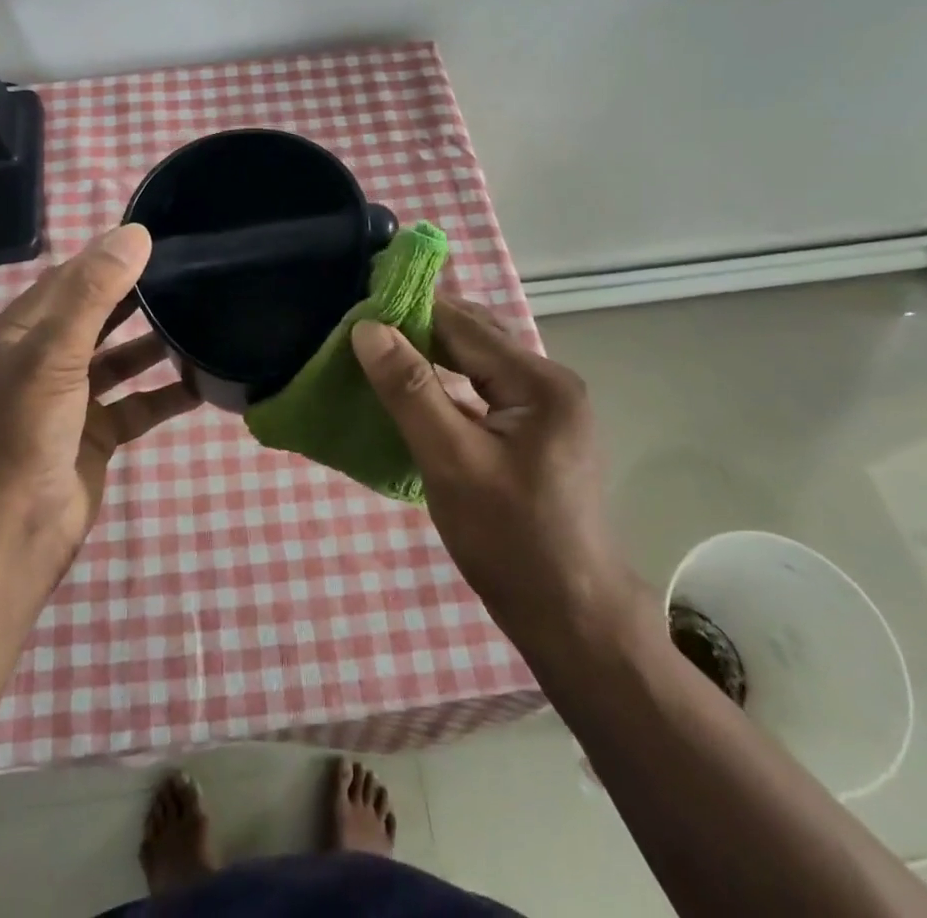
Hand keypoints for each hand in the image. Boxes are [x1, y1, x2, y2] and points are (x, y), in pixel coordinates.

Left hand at [0, 223, 200, 576]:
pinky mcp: (93, 436)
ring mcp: (66, 403)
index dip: (106, 258)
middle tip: (188, 273)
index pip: (64, 282)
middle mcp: (37, 364)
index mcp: (14, 337)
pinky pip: (135, 404)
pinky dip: (164, 393)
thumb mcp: (53, 356)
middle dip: (134, 296)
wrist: (9, 541)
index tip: (157, 239)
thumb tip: (134, 234)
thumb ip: (93, 294)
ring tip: (199, 318)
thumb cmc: (22, 436)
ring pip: (117, 360)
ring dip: (152, 344)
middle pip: (92, 317)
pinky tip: (202, 382)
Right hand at [351, 297, 642, 649]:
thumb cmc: (509, 539)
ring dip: (431, 356)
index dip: (409, 312)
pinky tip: (414, 391)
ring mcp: (545, 408)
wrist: (569, 618)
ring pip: (477, 363)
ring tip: (378, 353)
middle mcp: (549, 382)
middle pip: (474, 338)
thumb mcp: (450, 461)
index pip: (463, 326)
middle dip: (418, 330)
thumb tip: (367, 329)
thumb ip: (410, 390)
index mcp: (539, 381)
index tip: (357, 308)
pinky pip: (483, 390)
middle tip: (361, 330)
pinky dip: (447, 384)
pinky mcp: (533, 432)